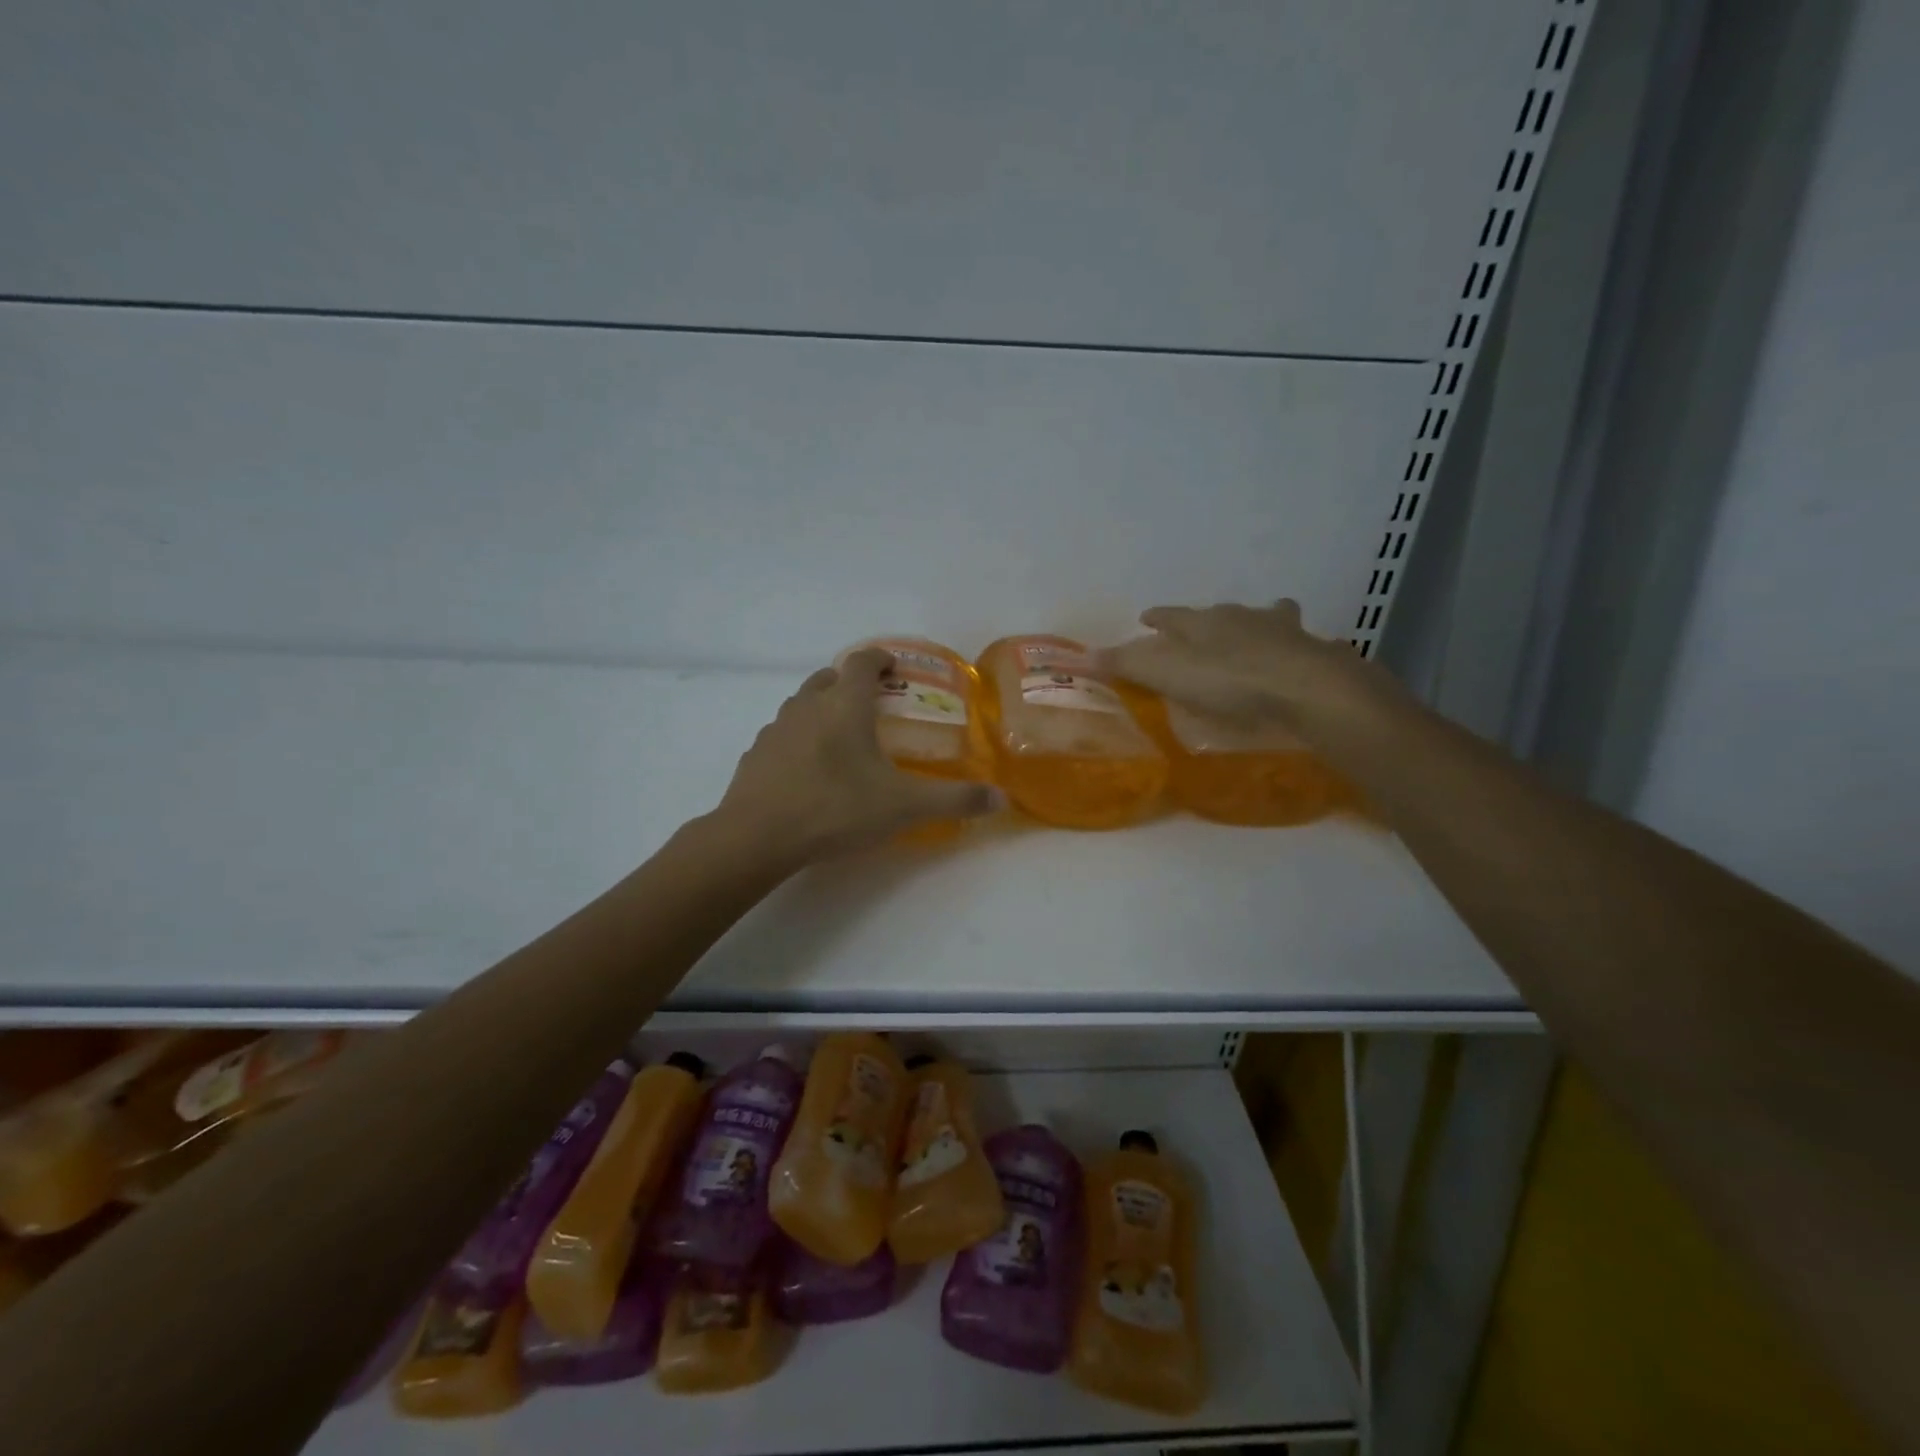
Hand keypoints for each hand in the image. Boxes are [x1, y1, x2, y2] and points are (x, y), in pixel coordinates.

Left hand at [714, 649, 1001, 863]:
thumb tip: (1000, 799)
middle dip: (850, 683)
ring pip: (801, 704)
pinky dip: (798, 739)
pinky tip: (808, 770)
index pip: (863, 662)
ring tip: (841, 738)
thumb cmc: (835, 809)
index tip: (894, 668)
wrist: (757, 837)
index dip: (881, 658)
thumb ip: (954, 800)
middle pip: (828, 677)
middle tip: (872, 706)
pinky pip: (782, 735)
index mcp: (845, 706)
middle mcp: (808, 706)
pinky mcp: (755, 754)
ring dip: (822, 709)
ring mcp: (776, 729)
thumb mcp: (904, 807)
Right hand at [1097, 599, 1392, 732]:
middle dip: (1207, 619)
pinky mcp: (1312, 653)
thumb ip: (1122, 664)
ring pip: (1266, 617)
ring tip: (1255, 634)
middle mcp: (1240, 618)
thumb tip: (1072, 656)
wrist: (1304, 687)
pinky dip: (1294, 650)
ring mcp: (1280, 632)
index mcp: (1201, 622)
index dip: (1158, 618)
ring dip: (1257, 623)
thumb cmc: (1226, 680)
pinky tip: (1296, 660)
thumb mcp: (1164, 673)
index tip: (1147, 618)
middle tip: (1199, 627)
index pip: (1171, 616)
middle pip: (1218, 613)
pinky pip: (1300, 646)